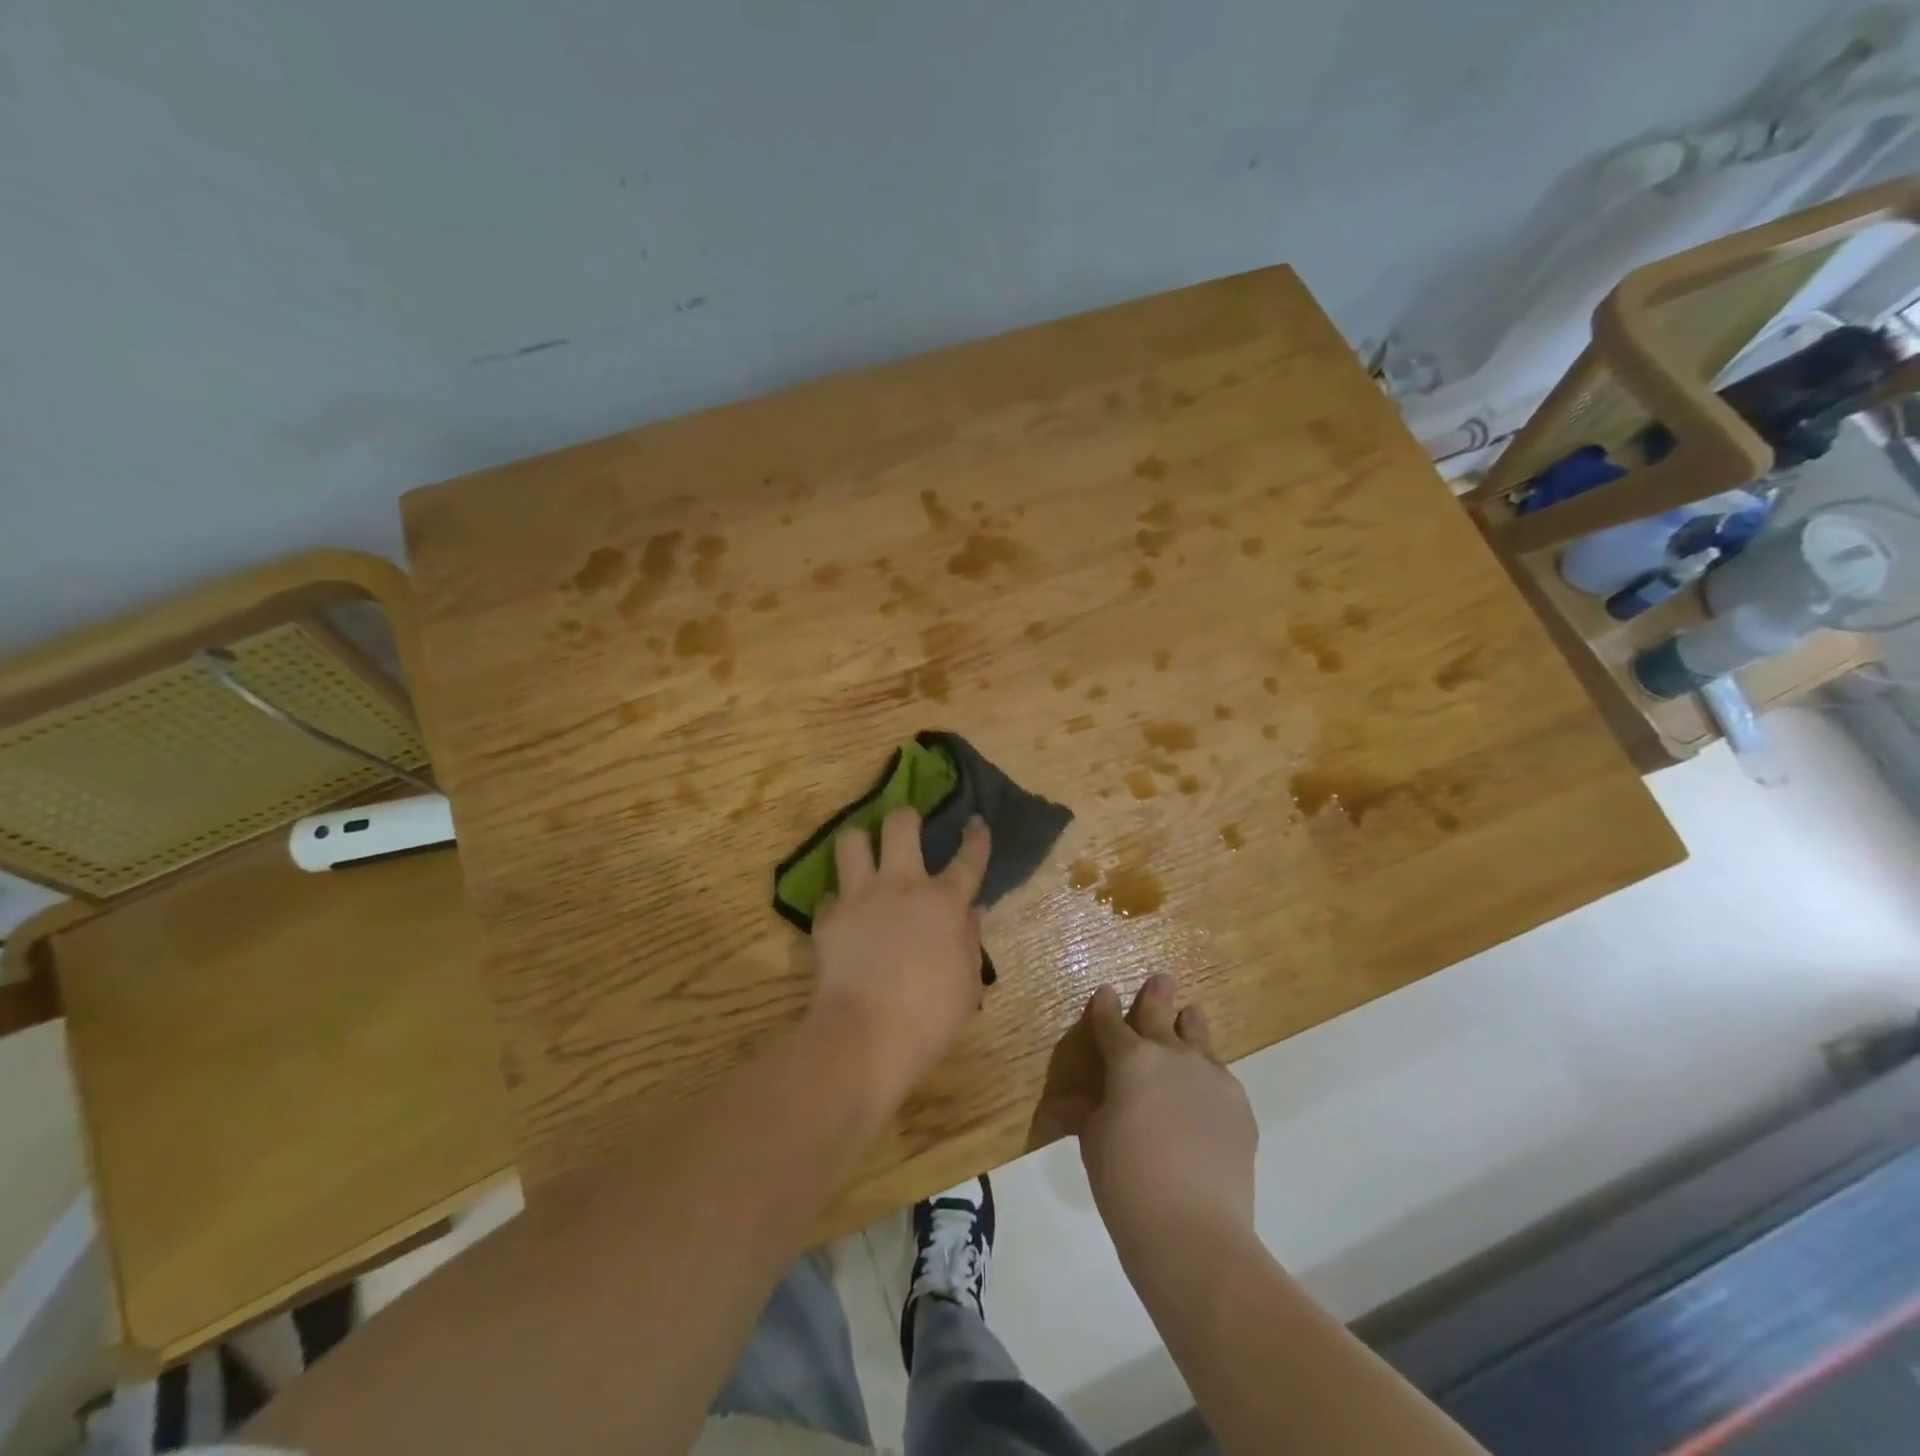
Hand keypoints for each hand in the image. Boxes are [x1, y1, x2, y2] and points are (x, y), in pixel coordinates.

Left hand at [807, 806, 990, 1111]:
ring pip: (852, 841)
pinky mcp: (828, 917)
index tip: (975, 822)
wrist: (866, 1036)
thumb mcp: (968, 984)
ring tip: (862, 850)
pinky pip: (828, 895)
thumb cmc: (930, 1016)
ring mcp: (860, 898)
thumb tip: (971, 913)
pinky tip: (841, 912)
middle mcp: (902, 886)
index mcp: (944, 903)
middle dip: (905, 816)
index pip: (968, 859)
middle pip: (901, 826)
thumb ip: (970, 941)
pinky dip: (836, 901)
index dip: (975, 838)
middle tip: (906, 822)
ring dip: (859, 841)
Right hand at [1049, 976, 1257, 1252]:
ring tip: (1190, 1015)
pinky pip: (1220, 1077)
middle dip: (1156, 997)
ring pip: (1198, 1037)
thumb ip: (1086, 1111)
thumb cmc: (1125, 1180)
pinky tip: (1206, 1089)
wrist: (1192, 1229)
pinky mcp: (1239, 1105)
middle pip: (1161, 1016)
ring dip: (1189, 1025)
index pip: (1111, 1023)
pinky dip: (1208, 1075)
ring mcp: (1210, 1077)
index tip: (1104, 993)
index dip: (1104, 1007)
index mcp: (1129, 1059)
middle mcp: (1171, 1055)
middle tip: (1161, 980)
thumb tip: (1069, 1104)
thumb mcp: (1093, 1141)